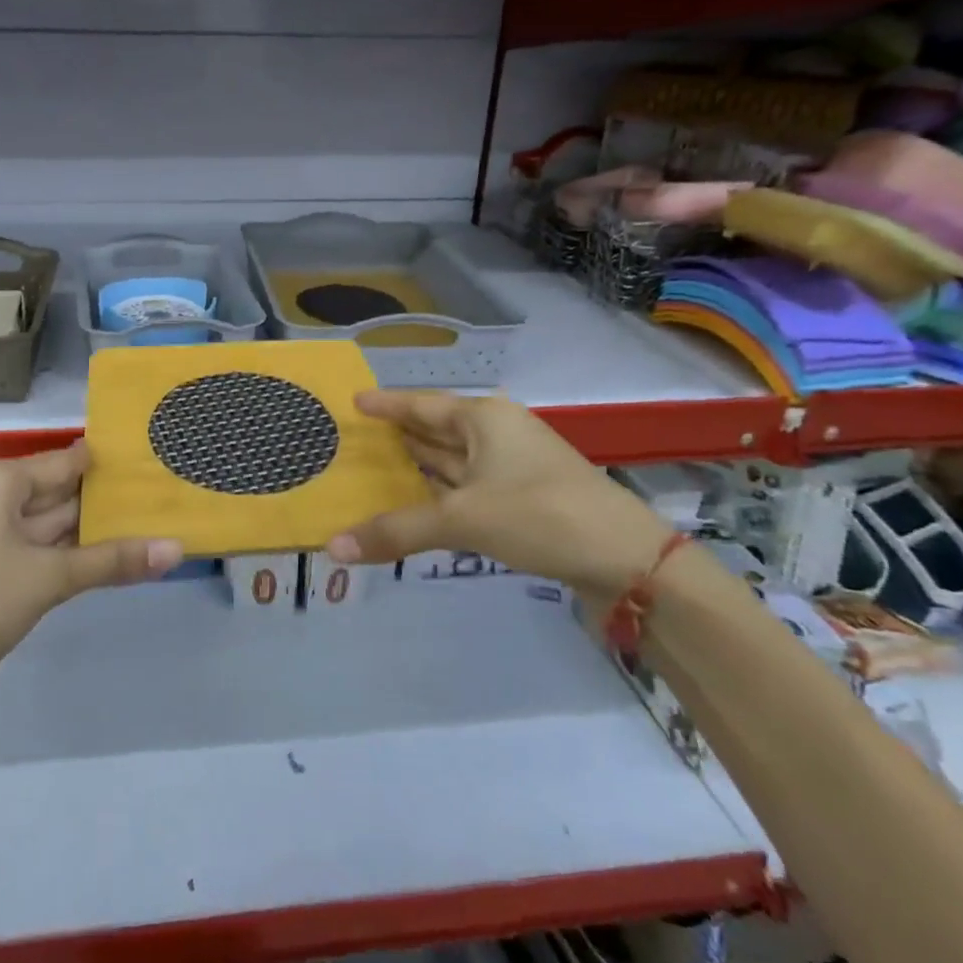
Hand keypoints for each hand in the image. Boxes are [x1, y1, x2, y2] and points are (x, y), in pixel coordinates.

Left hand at [0, 441, 182, 695]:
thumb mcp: (48, 579)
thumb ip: (112, 561)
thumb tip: (176, 548)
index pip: (66, 460)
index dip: (109, 465)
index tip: (154, 465)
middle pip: (55, 491)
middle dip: (103, 503)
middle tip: (160, 501)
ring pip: (42, 523)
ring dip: (85, 532)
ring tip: (144, 530)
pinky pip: (26, 547)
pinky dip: (59, 554)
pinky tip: (98, 563)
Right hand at [326, 392, 670, 598]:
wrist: (629, 561)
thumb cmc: (540, 514)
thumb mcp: (463, 518)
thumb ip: (398, 530)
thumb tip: (333, 547)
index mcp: (484, 418)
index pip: (421, 404)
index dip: (387, 404)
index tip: (354, 401)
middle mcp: (497, 434)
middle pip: (436, 430)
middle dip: (399, 436)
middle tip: (354, 440)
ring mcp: (513, 469)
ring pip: (453, 462)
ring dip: (418, 467)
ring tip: (376, 469)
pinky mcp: (524, 502)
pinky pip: (467, 490)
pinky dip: (440, 495)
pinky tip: (418, 504)